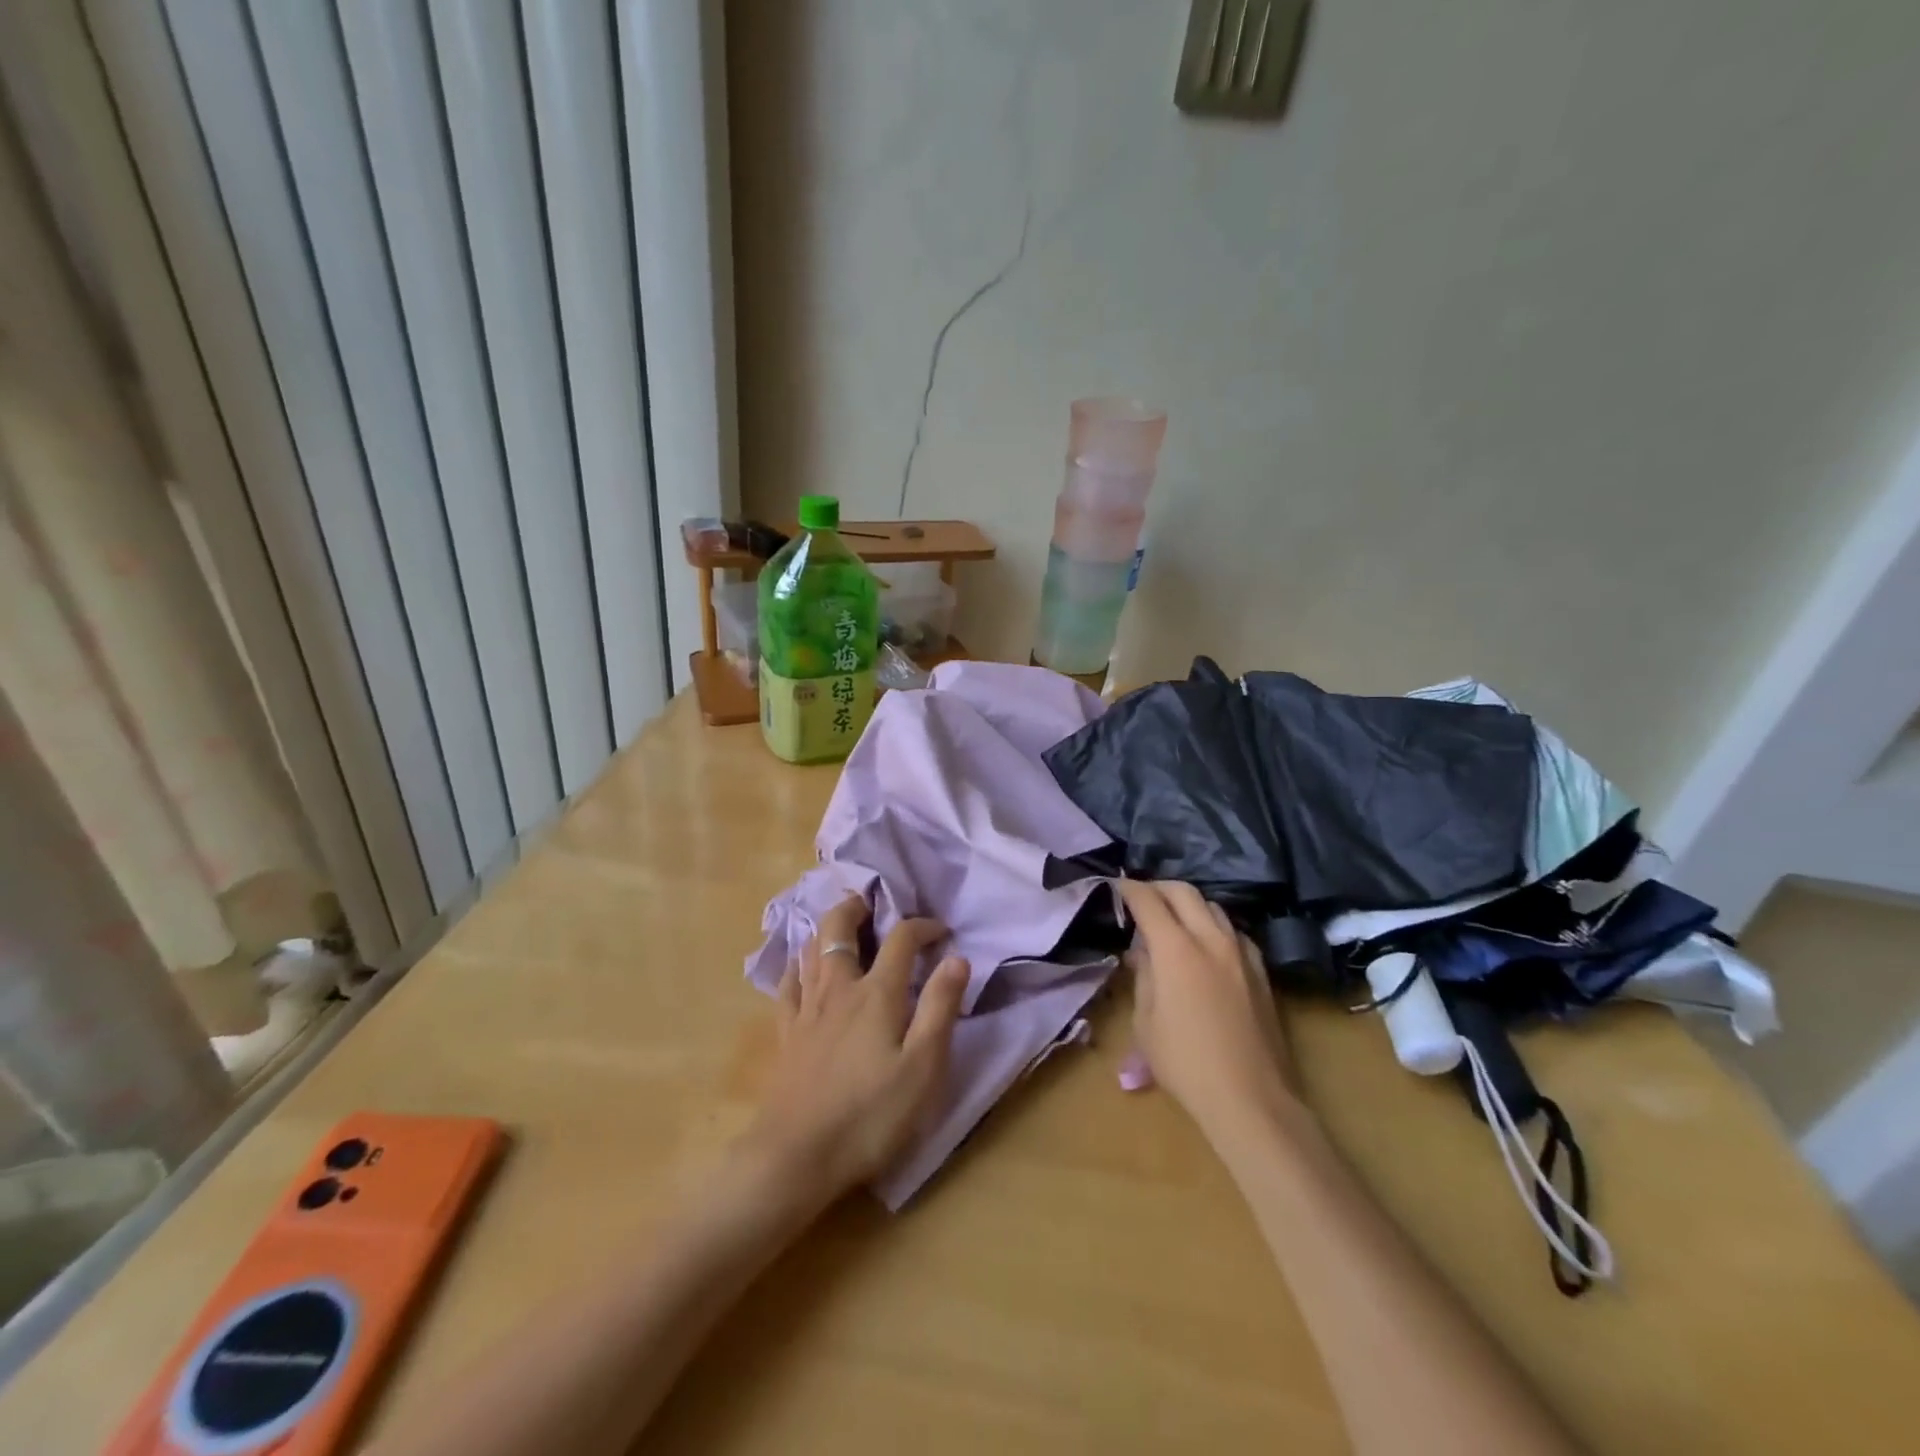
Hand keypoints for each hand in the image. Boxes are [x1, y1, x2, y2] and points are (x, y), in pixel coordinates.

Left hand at [743, 896, 969, 1206]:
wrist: (797, 1156)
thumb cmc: (870, 1115)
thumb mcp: (922, 1067)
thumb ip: (940, 1008)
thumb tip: (957, 958)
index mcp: (876, 993)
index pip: (901, 939)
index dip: (922, 926)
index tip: (941, 931)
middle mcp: (838, 989)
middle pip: (839, 928)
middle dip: (857, 907)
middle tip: (872, 901)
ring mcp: (806, 1009)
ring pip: (811, 949)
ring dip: (827, 927)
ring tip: (841, 922)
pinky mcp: (786, 1033)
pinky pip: (787, 983)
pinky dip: (797, 964)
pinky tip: (801, 967)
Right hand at [1119, 880, 1298, 1137]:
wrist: (1250, 1097)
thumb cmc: (1185, 1063)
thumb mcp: (1146, 1022)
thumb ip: (1143, 976)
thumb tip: (1142, 952)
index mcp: (1176, 949)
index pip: (1148, 901)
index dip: (1128, 889)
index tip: (1116, 886)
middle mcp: (1211, 939)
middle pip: (1184, 891)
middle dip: (1158, 887)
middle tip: (1141, 896)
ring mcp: (1240, 952)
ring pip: (1213, 906)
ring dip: (1188, 903)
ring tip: (1172, 919)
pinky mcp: (1260, 970)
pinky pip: (1233, 931)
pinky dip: (1213, 925)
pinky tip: (1206, 944)